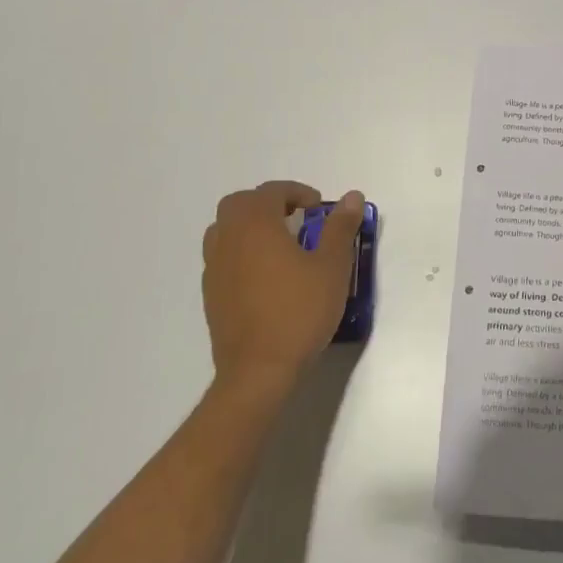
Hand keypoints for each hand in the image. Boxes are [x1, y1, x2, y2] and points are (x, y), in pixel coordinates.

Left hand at [201, 180, 365, 398]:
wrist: (258, 370)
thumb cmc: (299, 311)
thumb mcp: (332, 266)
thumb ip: (340, 227)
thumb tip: (351, 197)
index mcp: (256, 225)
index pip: (271, 191)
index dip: (297, 192)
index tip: (319, 208)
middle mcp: (228, 239)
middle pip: (239, 204)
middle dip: (268, 203)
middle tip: (297, 219)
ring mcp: (214, 268)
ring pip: (225, 229)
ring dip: (250, 226)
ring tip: (280, 244)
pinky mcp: (211, 294)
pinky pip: (223, 256)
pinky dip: (241, 251)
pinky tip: (266, 275)